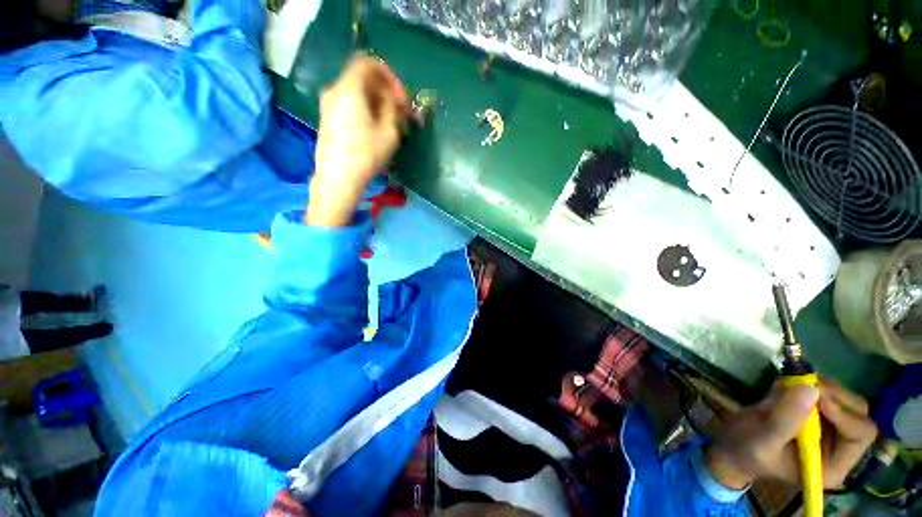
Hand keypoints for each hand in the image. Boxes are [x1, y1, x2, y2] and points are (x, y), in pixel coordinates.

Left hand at [307, 55, 409, 226]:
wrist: (337, 179)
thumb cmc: (366, 155)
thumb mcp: (388, 132)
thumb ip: (392, 109)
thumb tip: (393, 100)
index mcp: (349, 89)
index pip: (368, 63)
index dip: (389, 76)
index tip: (402, 97)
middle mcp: (335, 91)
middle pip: (363, 80)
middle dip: (386, 93)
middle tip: (401, 113)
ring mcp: (328, 105)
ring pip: (357, 94)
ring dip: (377, 104)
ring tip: (392, 125)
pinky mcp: (328, 119)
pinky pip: (349, 105)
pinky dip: (365, 110)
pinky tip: (377, 130)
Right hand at [706, 379, 876, 489]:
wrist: (732, 445)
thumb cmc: (746, 451)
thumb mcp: (762, 440)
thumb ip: (785, 420)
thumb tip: (811, 389)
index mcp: (833, 464)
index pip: (859, 434)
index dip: (844, 413)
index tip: (815, 394)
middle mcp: (840, 446)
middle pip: (857, 413)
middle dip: (833, 396)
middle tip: (803, 383)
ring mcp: (830, 428)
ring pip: (844, 399)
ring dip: (821, 387)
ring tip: (788, 386)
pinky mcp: (817, 413)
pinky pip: (827, 392)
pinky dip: (809, 383)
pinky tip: (785, 387)